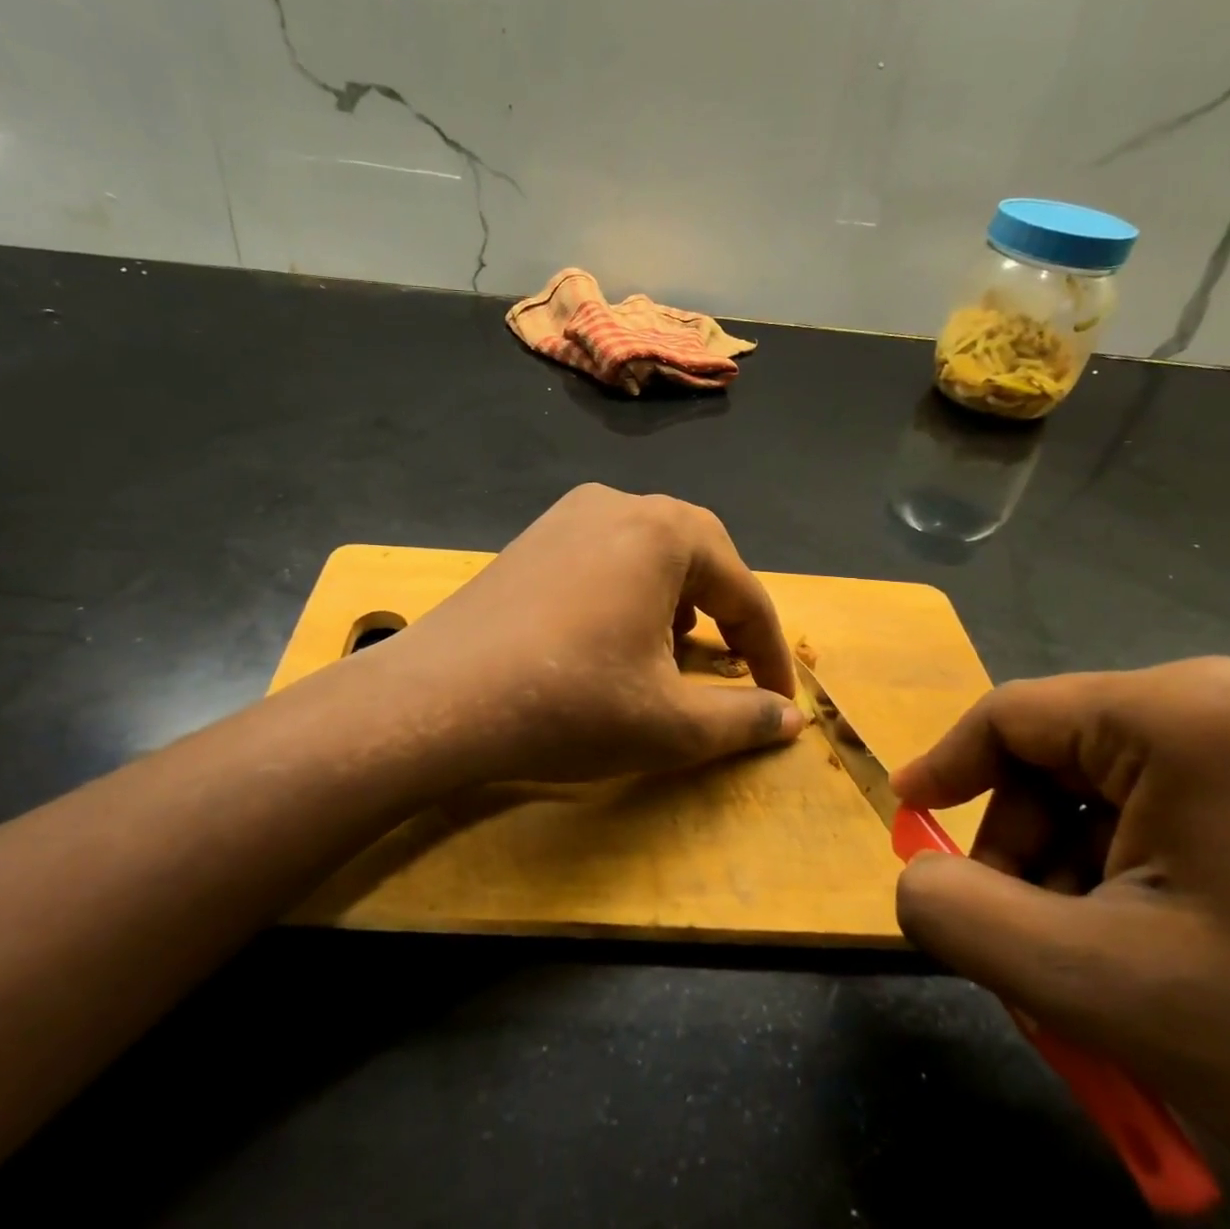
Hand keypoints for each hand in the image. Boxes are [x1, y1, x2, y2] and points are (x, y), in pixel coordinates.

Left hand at [361, 484, 803, 788]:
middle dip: (725, 611)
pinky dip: (629, 592)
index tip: (783, 698)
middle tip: (731, 662)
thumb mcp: (670, 724)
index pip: (744, 591)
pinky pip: (604, 556)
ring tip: (672, 648)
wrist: (438, 700)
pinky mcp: (530, 540)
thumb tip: (791, 718)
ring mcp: (566, 516)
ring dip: (677, 598)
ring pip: (649, 551)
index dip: (770, 650)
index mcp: (665, 532)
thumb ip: (742, 718)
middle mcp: (619, 504)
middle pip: (700, 555)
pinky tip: (611, 635)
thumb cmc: (570, 705)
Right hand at [890, 658, 1229, 1228]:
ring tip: (1100, 970)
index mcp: (1187, 715)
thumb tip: (913, 881)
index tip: (909, 827)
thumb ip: (962, 917)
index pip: (1012, 717)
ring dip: (1077, 876)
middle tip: (1028, 947)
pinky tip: (1161, 958)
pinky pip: (1174, 817)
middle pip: (1062, 759)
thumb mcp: (1101, 986)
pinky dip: (1135, 881)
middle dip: (1025, 852)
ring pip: (1114, 794)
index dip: (945, 770)